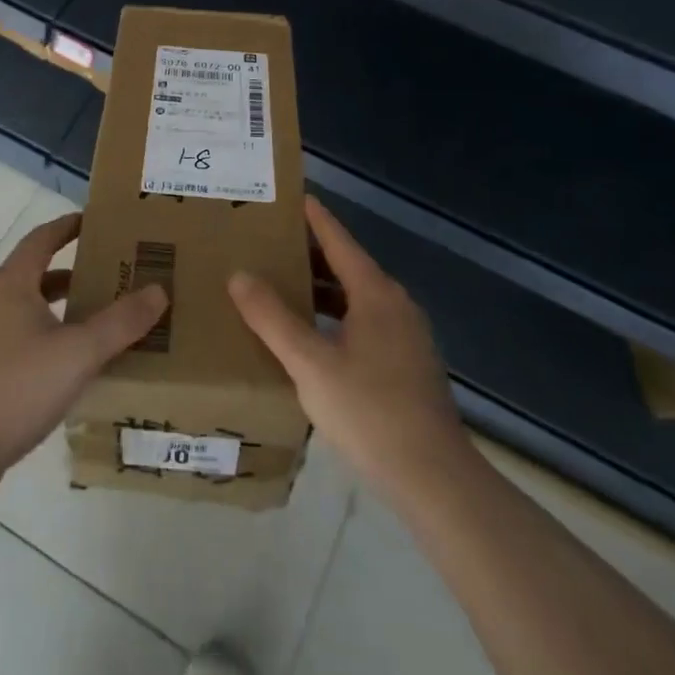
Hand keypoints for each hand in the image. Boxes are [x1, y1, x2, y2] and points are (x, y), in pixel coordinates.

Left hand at [0, 214, 167, 495]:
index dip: (67, 226)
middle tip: (111, 275)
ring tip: (97, 321)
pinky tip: (69, 366)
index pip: (41, 239)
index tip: (95, 221)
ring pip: (28, 310)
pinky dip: (47, 338)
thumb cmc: (15, 387)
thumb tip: (158, 290)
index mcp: (12, 285)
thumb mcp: (78, 352)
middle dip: (73, 272)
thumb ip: (121, 322)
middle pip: (36, 274)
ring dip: (61, 309)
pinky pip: (20, 340)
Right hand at [229, 197, 464, 492]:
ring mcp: (406, 336)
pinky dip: (335, 316)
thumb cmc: (370, 411)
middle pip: (348, 267)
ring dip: (322, 289)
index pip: (339, 240)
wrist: (434, 478)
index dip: (315, 218)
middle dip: (311, 254)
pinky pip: (364, 323)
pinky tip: (312, 337)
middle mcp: (395, 305)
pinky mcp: (407, 365)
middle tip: (270, 244)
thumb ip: (273, 318)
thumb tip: (239, 275)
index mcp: (375, 294)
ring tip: (283, 286)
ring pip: (356, 298)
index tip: (292, 197)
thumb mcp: (310, 363)